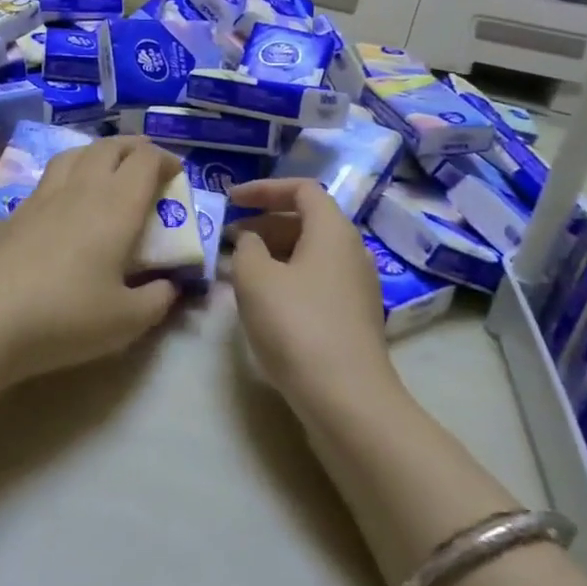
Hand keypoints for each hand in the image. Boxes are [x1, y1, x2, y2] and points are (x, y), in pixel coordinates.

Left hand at [0, 136, 184, 383]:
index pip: (146, 161)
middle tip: (147, 166)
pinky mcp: (17, 211)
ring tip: (108, 170)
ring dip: (100, 153)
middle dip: (134, 148)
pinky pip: (51, 174)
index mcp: (116, 205)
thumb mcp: (126, 320)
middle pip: (110, 146)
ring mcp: (44, 196)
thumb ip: (157, 300)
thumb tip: (169, 287)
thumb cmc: (65, 315)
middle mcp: (82, 188)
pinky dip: (71, 171)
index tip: (176, 176)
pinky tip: (68, 199)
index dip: (166, 160)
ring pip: (76, 153)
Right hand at [228, 178, 395, 401]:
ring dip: (273, 253)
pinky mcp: (353, 317)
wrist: (346, 397)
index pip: (302, 189)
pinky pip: (316, 280)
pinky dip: (287, 278)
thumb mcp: (255, 279)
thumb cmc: (296, 325)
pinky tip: (263, 302)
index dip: (264, 189)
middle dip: (265, 223)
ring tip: (238, 271)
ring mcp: (357, 286)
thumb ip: (246, 247)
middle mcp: (352, 251)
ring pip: (311, 254)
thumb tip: (251, 239)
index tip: (230, 200)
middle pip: (307, 220)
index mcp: (333, 230)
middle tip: (229, 239)